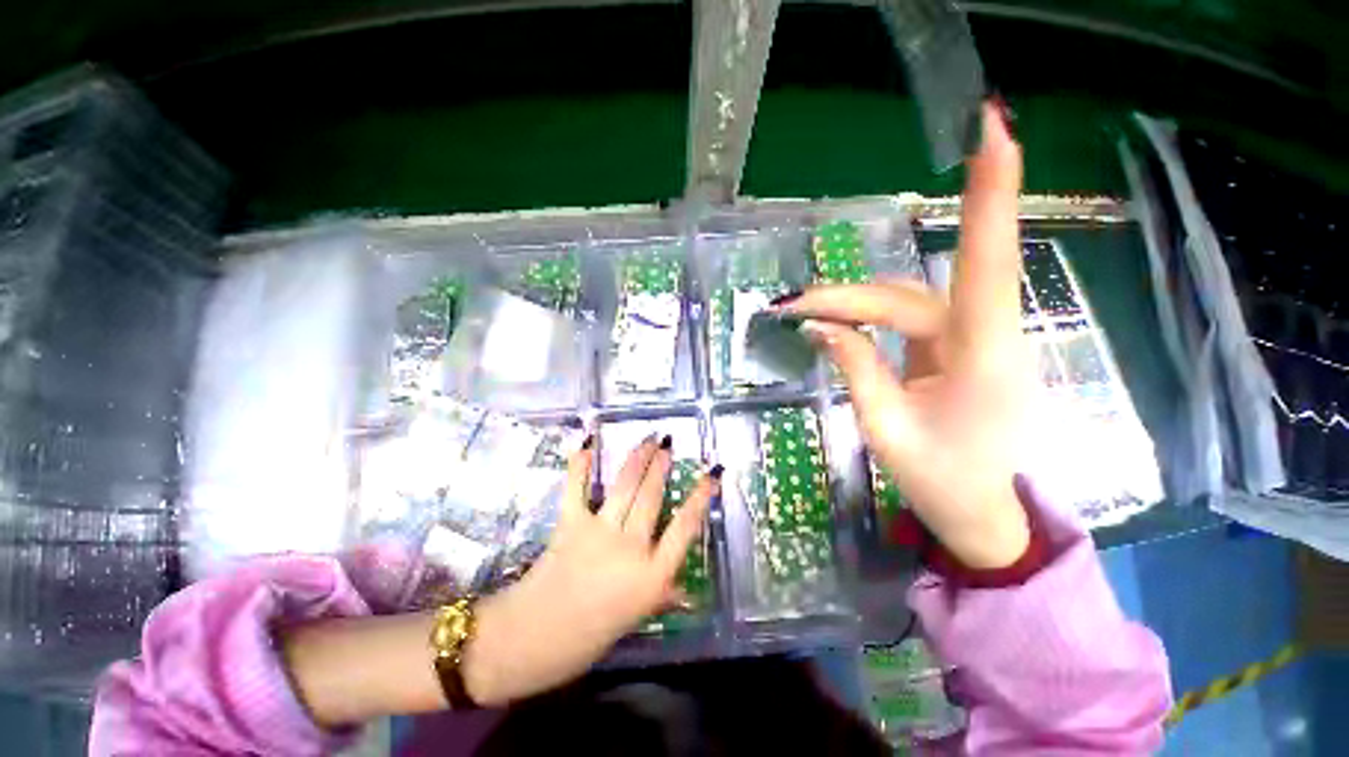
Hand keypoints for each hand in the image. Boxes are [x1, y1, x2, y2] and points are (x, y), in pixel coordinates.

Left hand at [462, 435, 718, 704]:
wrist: (531, 641)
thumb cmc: (587, 638)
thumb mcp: (633, 619)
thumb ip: (661, 598)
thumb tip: (688, 595)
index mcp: (652, 575)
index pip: (685, 528)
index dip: (700, 497)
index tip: (711, 473)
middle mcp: (631, 547)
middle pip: (652, 496)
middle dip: (661, 466)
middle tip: (667, 443)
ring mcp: (600, 533)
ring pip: (625, 486)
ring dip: (637, 458)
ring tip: (647, 439)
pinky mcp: (571, 525)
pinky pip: (578, 489)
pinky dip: (580, 466)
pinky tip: (586, 445)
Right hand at [779, 102, 1030, 568]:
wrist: (981, 511)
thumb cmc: (941, 480)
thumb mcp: (885, 428)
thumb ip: (855, 370)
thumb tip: (821, 327)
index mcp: (982, 356)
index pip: (988, 260)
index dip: (992, 192)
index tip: (992, 126)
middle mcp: (983, 335)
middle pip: (905, 294)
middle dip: (844, 299)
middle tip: (790, 308)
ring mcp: (970, 340)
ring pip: (902, 303)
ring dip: (850, 308)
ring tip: (803, 316)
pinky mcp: (954, 348)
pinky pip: (905, 319)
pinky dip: (865, 320)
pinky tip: (836, 325)